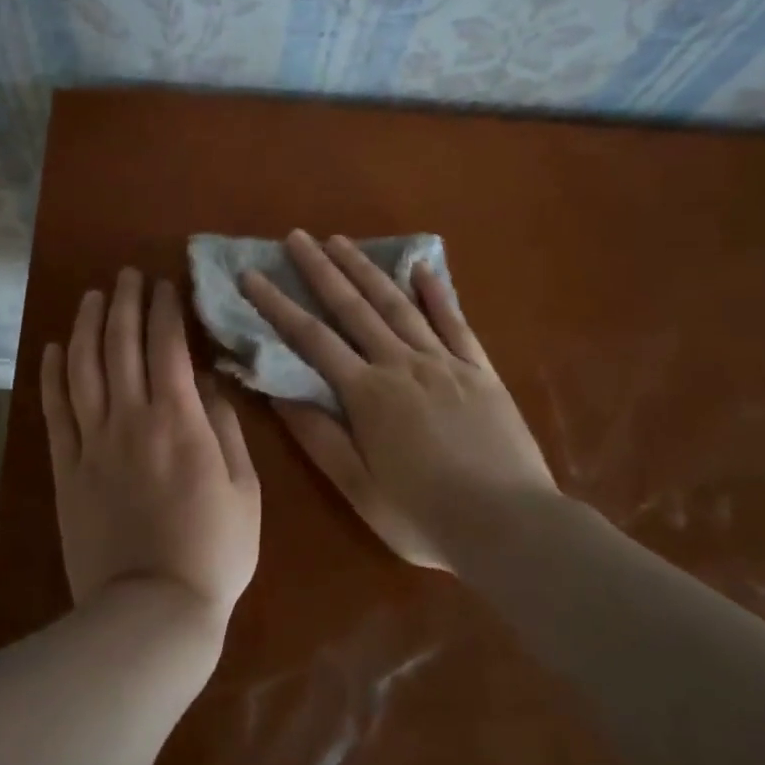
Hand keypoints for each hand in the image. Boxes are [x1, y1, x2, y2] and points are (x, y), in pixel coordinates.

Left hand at [41, 269, 260, 630]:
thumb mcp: (244, 488)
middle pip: (121, 345)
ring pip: (84, 368)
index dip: (165, 309)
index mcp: (179, 420)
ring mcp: (92, 442)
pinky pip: (56, 411)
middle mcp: (130, 419)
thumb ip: (225, 427)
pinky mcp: (66, 469)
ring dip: (88, 326)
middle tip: (128, 275)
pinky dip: (53, 375)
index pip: (167, 346)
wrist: (152, 611)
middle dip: (126, 303)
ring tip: (93, 296)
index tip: (166, 284)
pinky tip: (55, 348)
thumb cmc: (214, 551)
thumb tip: (210, 382)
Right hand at [241, 231, 557, 571]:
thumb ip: (319, 437)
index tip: (252, 275)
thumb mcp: (359, 489)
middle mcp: (403, 365)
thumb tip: (278, 393)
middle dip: (321, 270)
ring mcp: (445, 363)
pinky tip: (422, 268)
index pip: (311, 339)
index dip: (278, 305)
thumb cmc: (425, 517)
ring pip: (398, 305)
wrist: (513, 527)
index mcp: (368, 394)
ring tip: (342, 241)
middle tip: (297, 237)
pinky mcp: (481, 371)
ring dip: (367, 270)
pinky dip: (437, 293)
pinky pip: (455, 322)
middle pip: (354, 308)